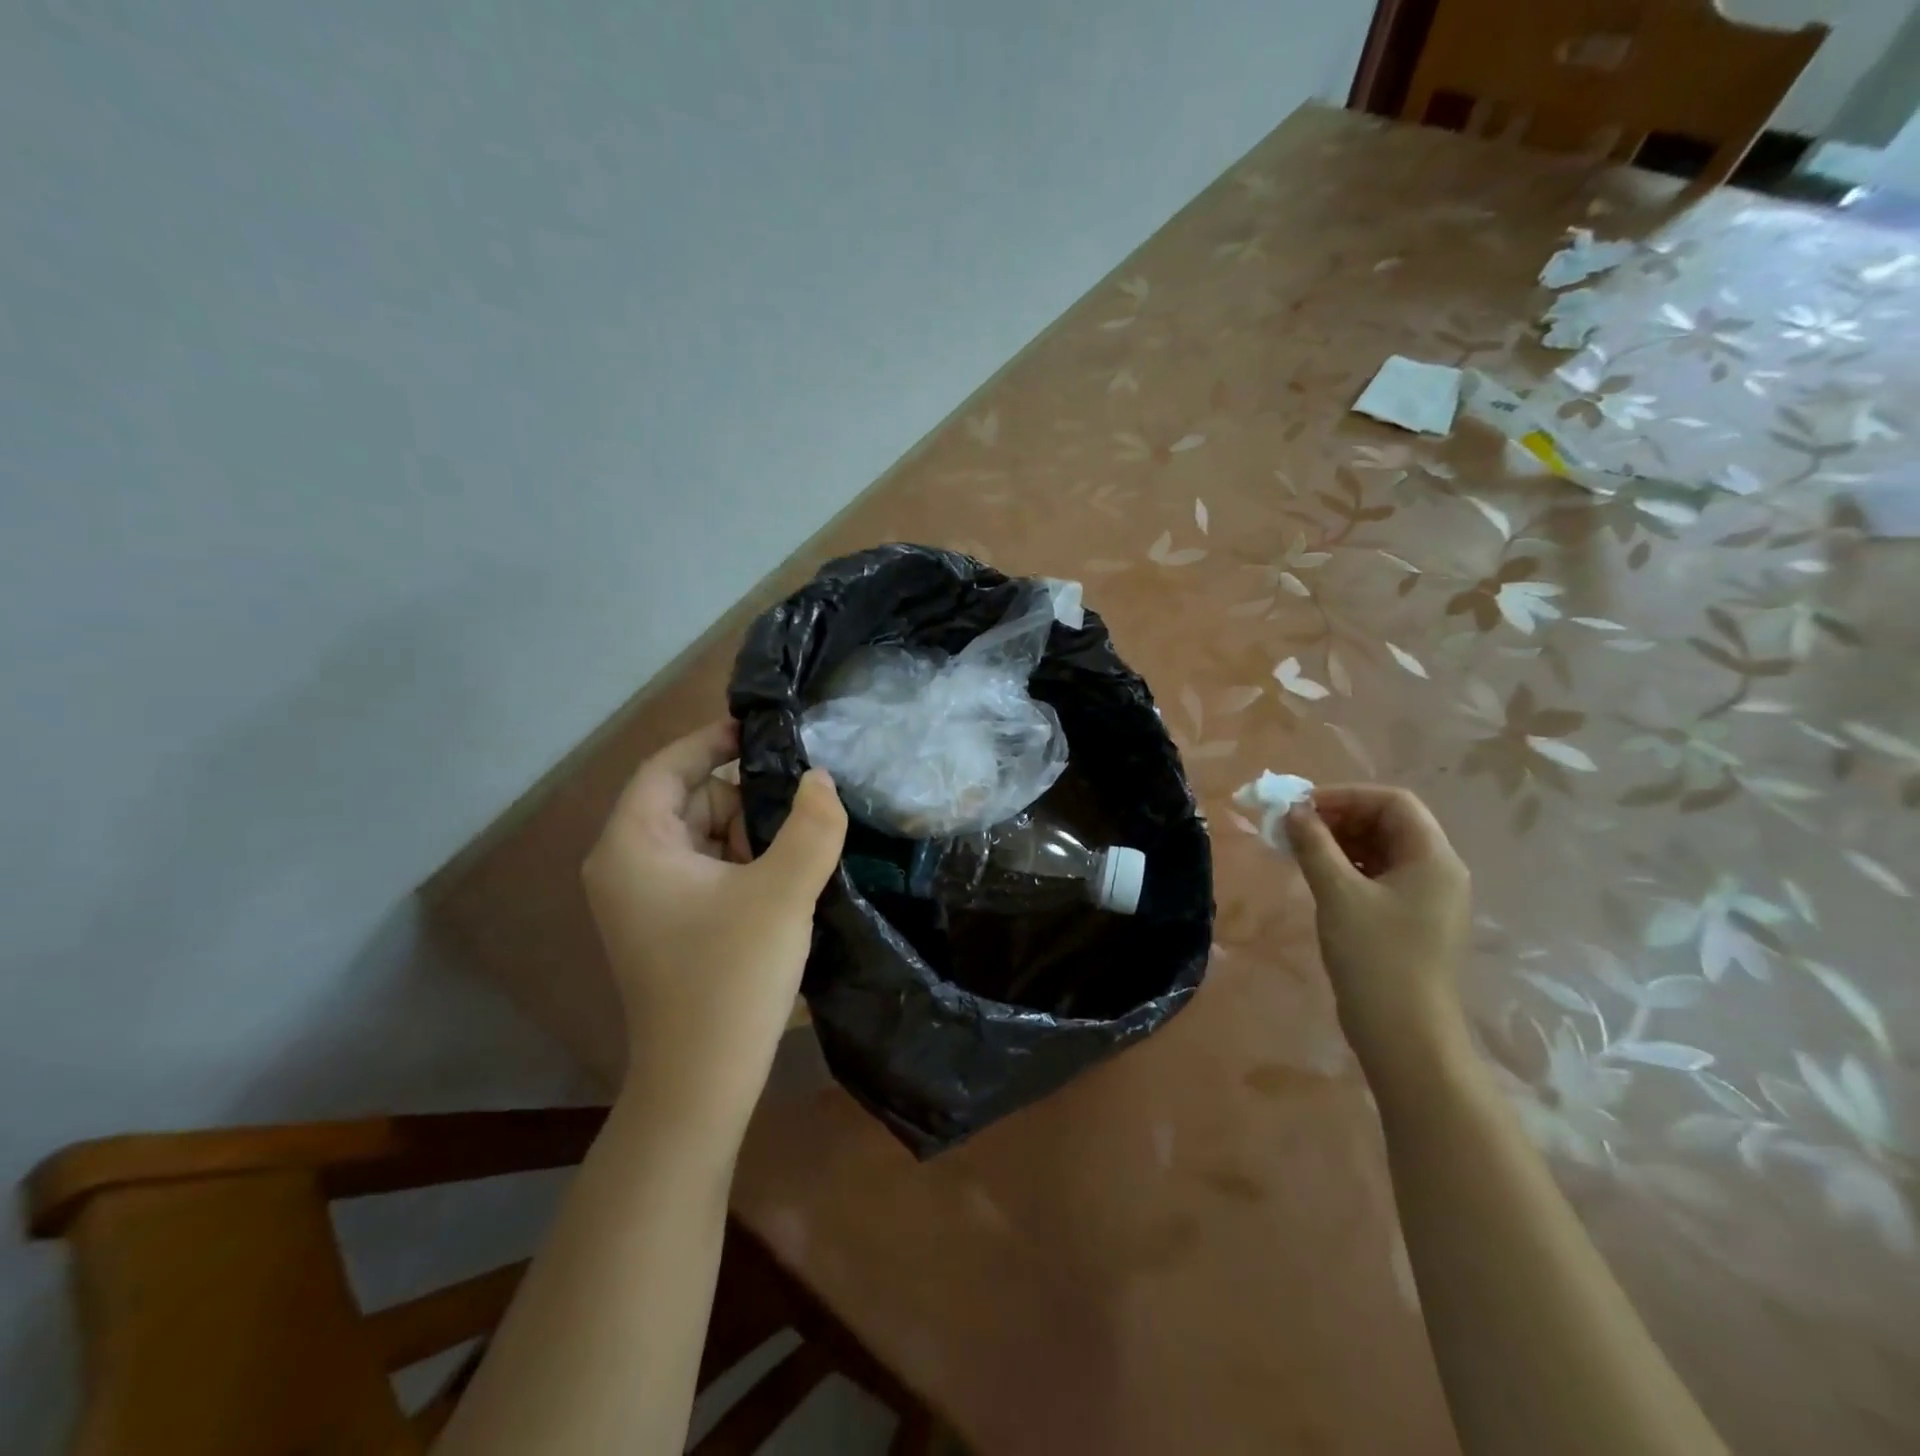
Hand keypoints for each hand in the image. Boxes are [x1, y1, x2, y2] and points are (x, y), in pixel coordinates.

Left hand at [583, 720, 846, 1128]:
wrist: (703, 1082)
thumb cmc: (731, 979)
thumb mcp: (782, 893)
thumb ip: (812, 826)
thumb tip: (822, 778)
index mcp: (634, 846)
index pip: (669, 766)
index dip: (715, 740)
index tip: (767, 730)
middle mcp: (628, 865)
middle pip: (692, 800)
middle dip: (746, 799)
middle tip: (802, 808)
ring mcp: (647, 897)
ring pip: (707, 835)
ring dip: (753, 834)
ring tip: (799, 851)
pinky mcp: (669, 923)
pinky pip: (710, 869)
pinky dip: (746, 864)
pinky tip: (784, 880)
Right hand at [1283, 785, 1471, 1073]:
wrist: (1405, 1034)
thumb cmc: (1375, 957)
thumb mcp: (1338, 894)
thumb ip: (1314, 845)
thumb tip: (1294, 810)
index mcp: (1433, 858)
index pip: (1393, 802)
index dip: (1346, 795)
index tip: (1303, 806)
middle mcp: (1437, 871)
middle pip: (1388, 823)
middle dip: (1339, 817)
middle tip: (1294, 826)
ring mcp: (1426, 898)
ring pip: (1381, 850)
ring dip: (1339, 841)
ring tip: (1298, 849)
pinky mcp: (1410, 920)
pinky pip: (1378, 876)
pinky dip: (1346, 866)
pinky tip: (1317, 875)